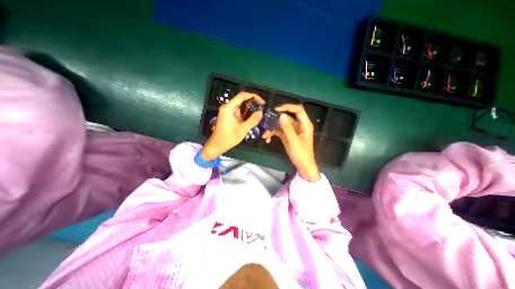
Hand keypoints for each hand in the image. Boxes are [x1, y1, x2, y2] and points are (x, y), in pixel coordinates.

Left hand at [203, 92, 265, 160]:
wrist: (217, 145)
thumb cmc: (228, 138)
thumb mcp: (242, 130)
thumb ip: (252, 120)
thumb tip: (261, 112)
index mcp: (229, 108)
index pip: (242, 96)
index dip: (253, 96)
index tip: (262, 102)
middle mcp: (228, 107)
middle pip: (242, 100)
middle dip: (253, 103)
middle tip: (262, 108)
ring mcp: (228, 112)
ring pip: (241, 106)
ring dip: (250, 109)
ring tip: (259, 114)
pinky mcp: (229, 116)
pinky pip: (239, 112)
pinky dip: (246, 114)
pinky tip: (252, 119)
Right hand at [263, 104, 319, 180]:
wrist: (302, 166)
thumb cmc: (301, 154)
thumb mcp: (293, 141)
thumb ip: (287, 128)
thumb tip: (281, 115)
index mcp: (304, 124)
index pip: (298, 110)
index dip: (287, 107)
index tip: (276, 110)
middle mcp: (298, 125)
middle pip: (287, 117)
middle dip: (276, 119)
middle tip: (267, 122)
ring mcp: (292, 130)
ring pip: (281, 124)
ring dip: (273, 128)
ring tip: (265, 134)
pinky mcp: (287, 135)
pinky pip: (279, 131)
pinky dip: (273, 133)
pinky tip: (267, 138)